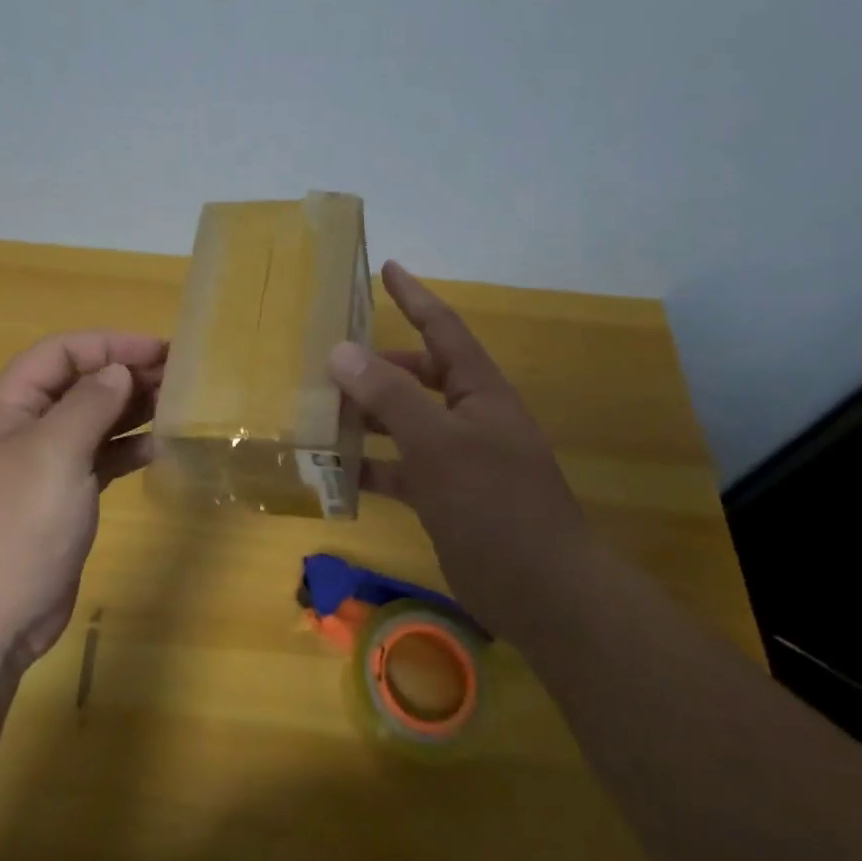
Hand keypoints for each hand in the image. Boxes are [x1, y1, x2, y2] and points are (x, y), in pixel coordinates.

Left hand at [0, 331, 165, 671]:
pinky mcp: (57, 497)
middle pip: (78, 383)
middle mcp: (20, 426)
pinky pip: (96, 458)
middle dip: (125, 374)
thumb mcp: (54, 453)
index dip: (112, 344)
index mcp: (6, 404)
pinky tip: (157, 449)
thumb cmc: (17, 524)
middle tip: (179, 376)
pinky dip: (125, 449)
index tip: (161, 350)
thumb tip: (119, 371)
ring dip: (130, 410)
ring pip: (91, 420)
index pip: (62, 352)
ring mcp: (38, 464)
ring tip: (177, 404)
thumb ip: (90, 403)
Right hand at [326, 261, 585, 640]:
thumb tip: (340, 350)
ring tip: (318, 412)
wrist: (543, 592)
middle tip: (327, 360)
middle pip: (417, 376)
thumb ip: (389, 396)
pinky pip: (400, 469)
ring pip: (404, 423)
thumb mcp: (438, 444)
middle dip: (376, 366)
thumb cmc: (495, 505)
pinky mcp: (446, 497)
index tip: (386, 267)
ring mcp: (458, 459)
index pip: (443, 328)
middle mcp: (469, 417)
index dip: (415, 296)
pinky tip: (334, 473)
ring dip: (366, 418)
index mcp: (479, 391)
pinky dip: (371, 467)